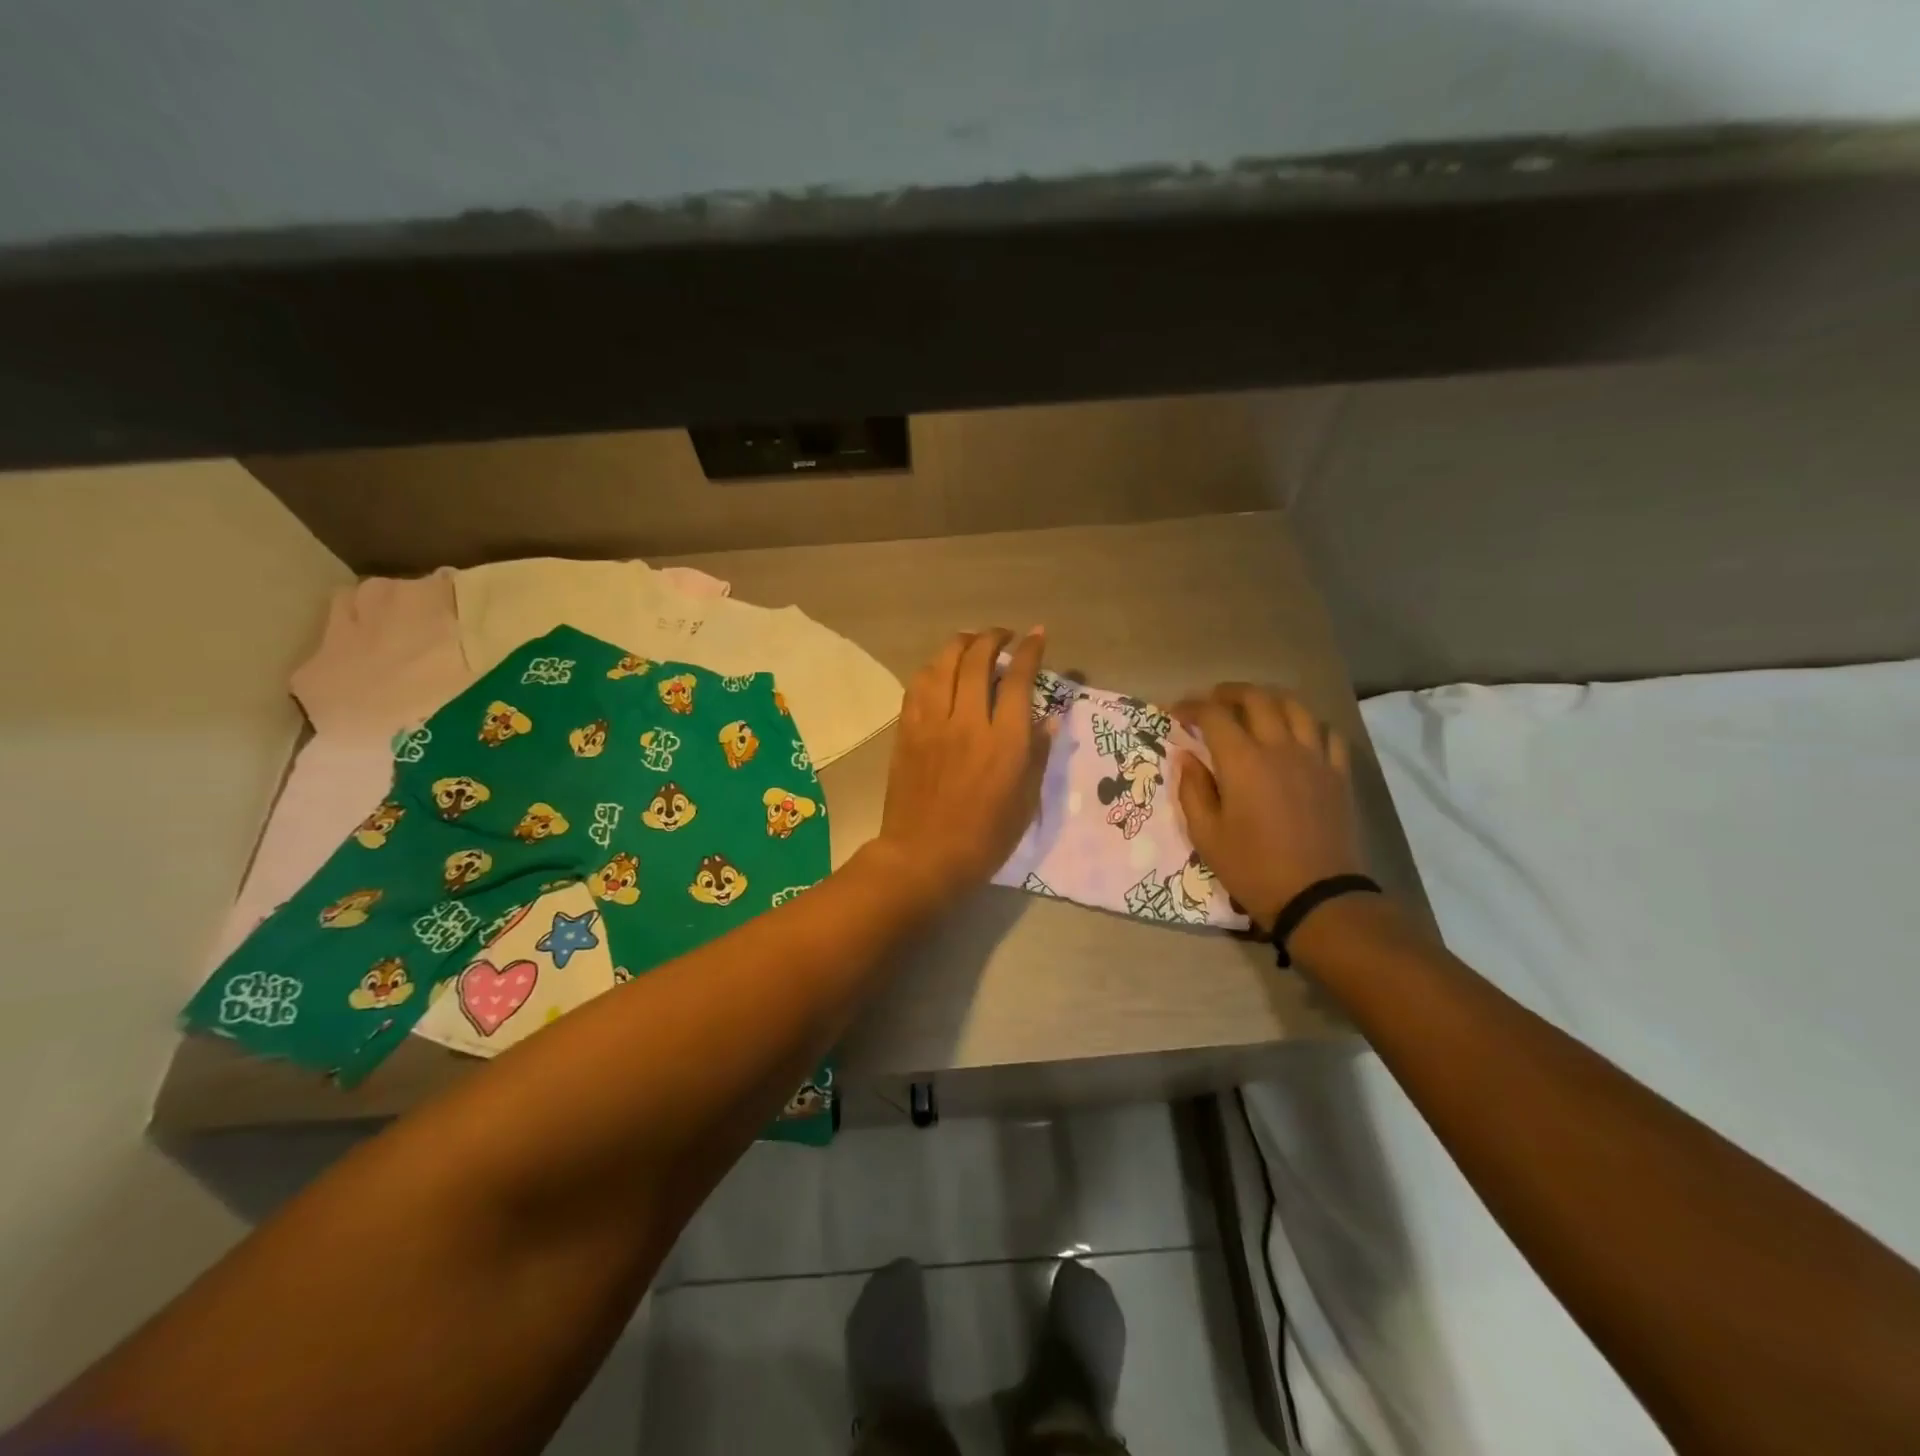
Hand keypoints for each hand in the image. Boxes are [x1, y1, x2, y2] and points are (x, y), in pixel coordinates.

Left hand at [873, 628, 1051, 904]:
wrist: (922, 857)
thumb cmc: (983, 839)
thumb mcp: (1024, 803)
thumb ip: (1037, 756)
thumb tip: (1050, 720)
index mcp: (1003, 742)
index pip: (1018, 679)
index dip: (1029, 651)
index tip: (1036, 635)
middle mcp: (967, 722)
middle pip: (977, 660)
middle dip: (993, 638)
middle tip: (1003, 635)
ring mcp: (932, 724)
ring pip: (943, 665)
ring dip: (959, 645)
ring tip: (971, 641)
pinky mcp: (907, 732)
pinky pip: (918, 686)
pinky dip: (933, 668)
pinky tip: (940, 669)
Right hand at [1172, 683, 1366, 933]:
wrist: (1316, 895)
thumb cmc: (1251, 867)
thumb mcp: (1205, 835)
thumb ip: (1192, 790)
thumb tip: (1186, 757)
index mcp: (1242, 761)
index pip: (1214, 715)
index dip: (1191, 707)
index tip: (1176, 713)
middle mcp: (1279, 748)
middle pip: (1257, 698)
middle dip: (1229, 693)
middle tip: (1212, 701)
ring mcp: (1315, 758)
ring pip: (1295, 707)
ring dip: (1270, 699)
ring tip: (1255, 707)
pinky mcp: (1338, 774)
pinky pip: (1328, 733)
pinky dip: (1308, 725)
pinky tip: (1297, 735)